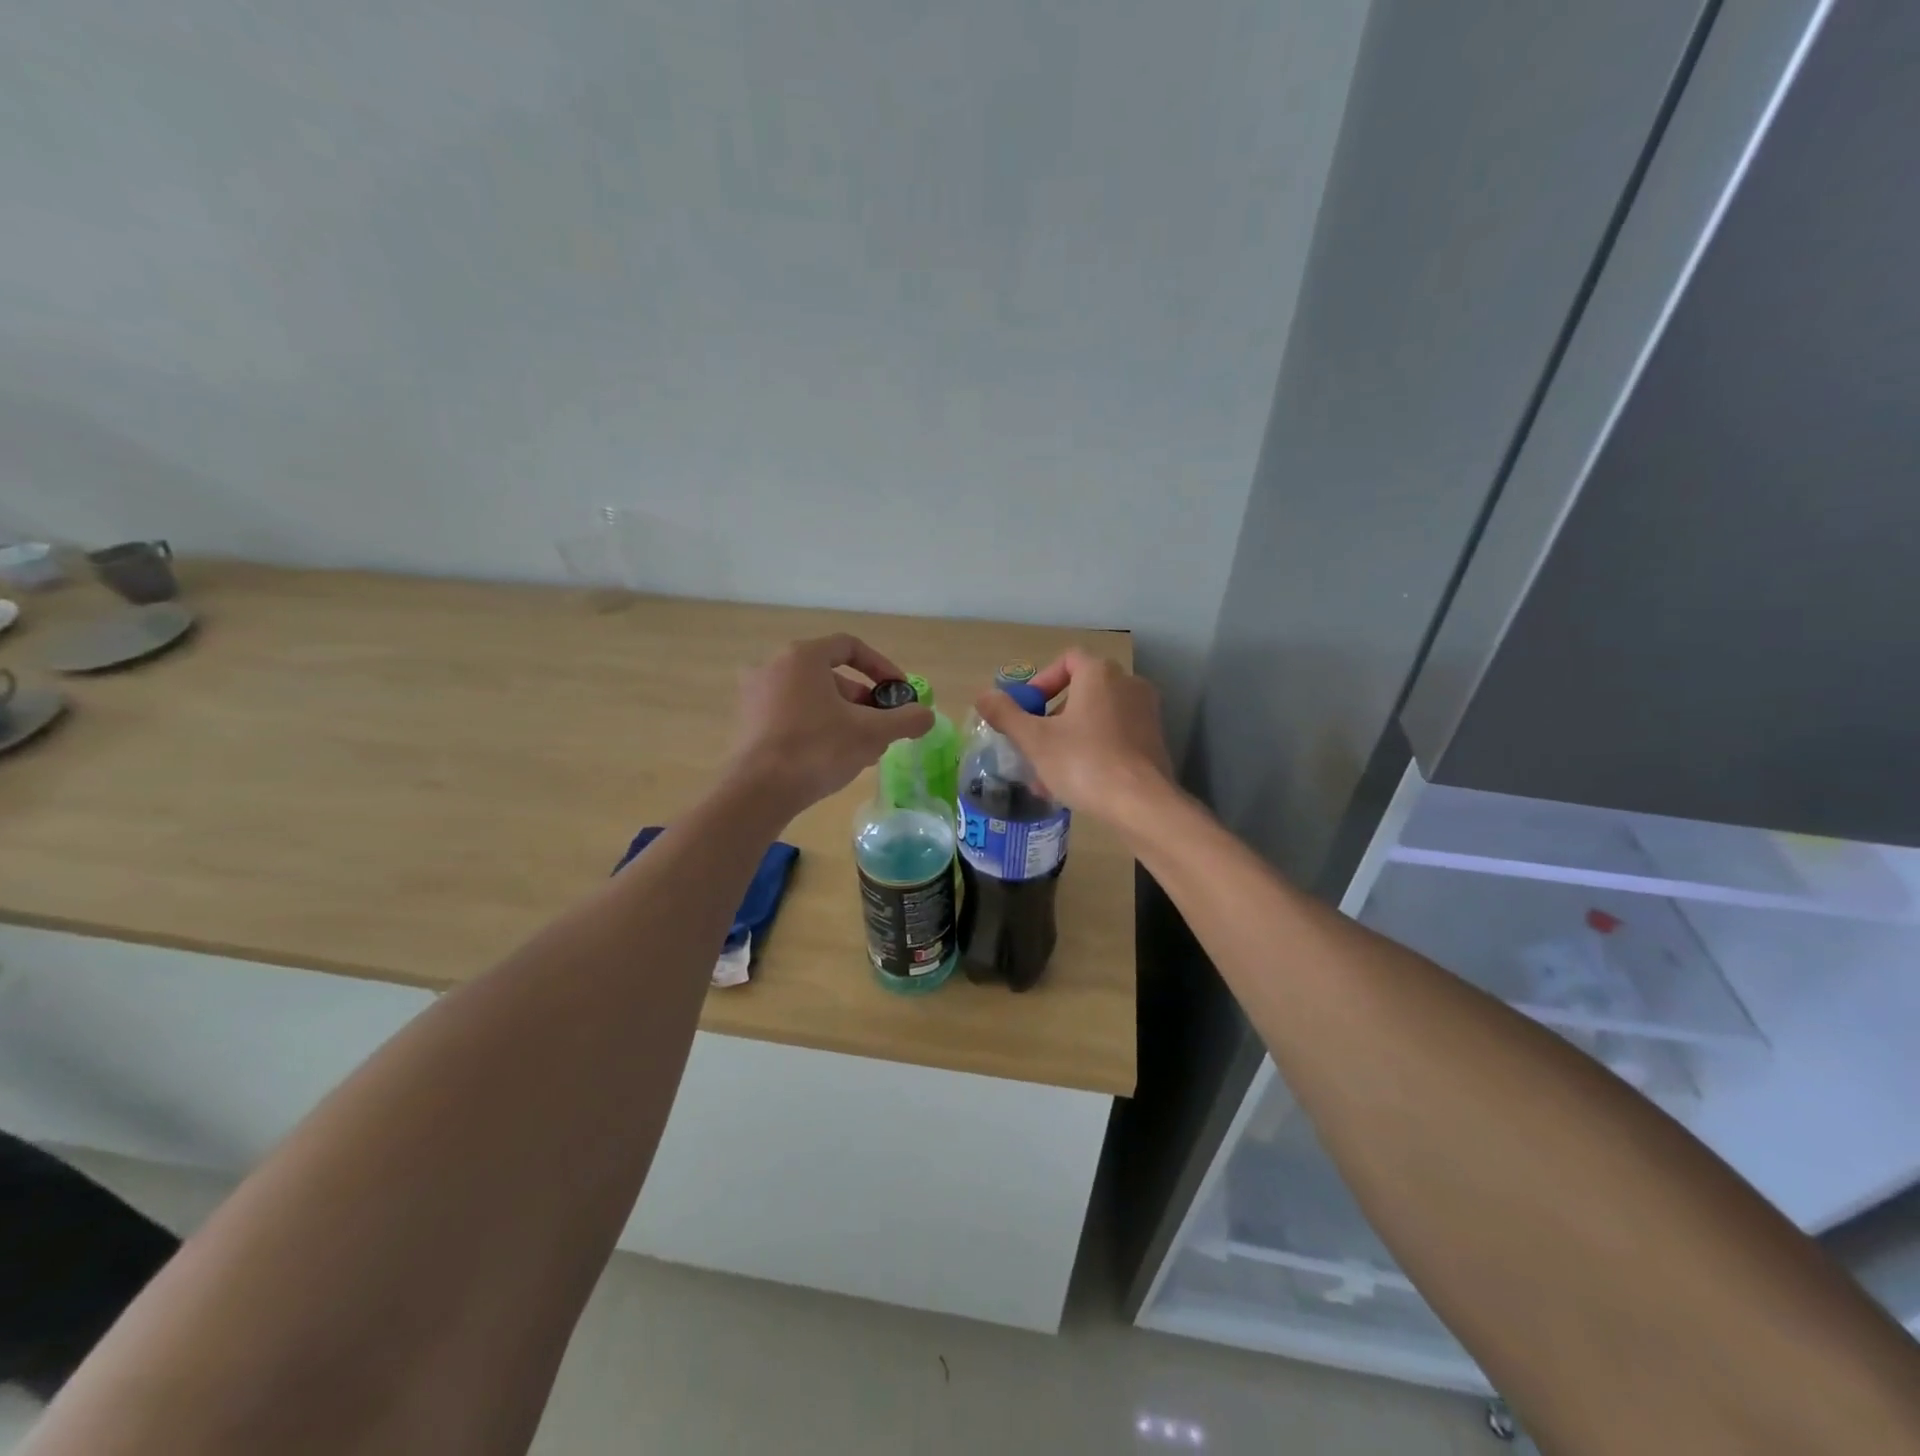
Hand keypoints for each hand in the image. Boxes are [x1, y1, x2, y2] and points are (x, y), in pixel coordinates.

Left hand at [730, 634, 932, 816]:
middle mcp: (774, 666)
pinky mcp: (748, 723)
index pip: (850, 647)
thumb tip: (927, 715)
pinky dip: (818, 727)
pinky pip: (793, 715)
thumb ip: (905, 720)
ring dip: (844, 717)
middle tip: (884, 726)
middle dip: (864, 700)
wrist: (758, 792)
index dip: (882, 667)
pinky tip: (835, 758)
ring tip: (865, 748)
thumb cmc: (817, 749)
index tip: (899, 693)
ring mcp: (756, 695)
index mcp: (803, 657)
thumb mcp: (871, 733)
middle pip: (831, 675)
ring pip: (813, 698)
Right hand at [975, 650, 1172, 818]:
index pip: (1067, 660)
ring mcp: (1145, 714)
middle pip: (1080, 692)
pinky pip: (1113, 739)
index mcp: (1100, 674)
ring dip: (1068, 740)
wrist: (1142, 805)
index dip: (1041, 682)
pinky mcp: (1153, 743)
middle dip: (1051, 718)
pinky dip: (1091, 752)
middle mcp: (1128, 685)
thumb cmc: (1084, 763)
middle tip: (1032, 744)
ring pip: (1095, 720)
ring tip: (1046, 774)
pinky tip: (1073, 786)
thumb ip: (1006, 714)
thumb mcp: (1035, 740)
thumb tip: (983, 696)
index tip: (1026, 710)